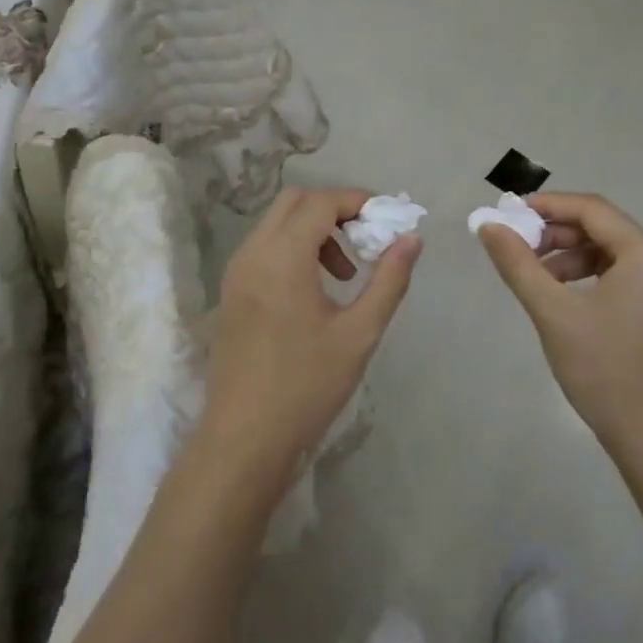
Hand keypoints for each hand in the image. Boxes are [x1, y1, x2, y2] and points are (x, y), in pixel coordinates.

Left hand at [199, 187, 419, 489]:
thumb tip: (411, 239)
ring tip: (344, 274)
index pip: (321, 202)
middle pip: (294, 202)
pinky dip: (293, 248)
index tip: (387, 220)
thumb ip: (388, 280)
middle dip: (334, 210)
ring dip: (313, 230)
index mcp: (282, 257)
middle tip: (365, 240)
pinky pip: (264, 248)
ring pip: (276, 224)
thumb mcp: (359, 333)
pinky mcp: (231, 292)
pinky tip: (314, 290)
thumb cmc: (306, 386)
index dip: (357, 202)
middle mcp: (252, 253)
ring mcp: (236, 272)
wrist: (243, 440)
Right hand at [479, 192, 642, 456]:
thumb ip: (518, 264)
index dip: (547, 206)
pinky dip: (588, 275)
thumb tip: (488, 226)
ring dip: (569, 256)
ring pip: (610, 252)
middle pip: (602, 228)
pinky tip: (562, 295)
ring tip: (535, 276)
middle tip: (517, 247)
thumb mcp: (552, 312)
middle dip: (556, 234)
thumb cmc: (603, 370)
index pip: (591, 209)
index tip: (508, 214)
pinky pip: (622, 274)